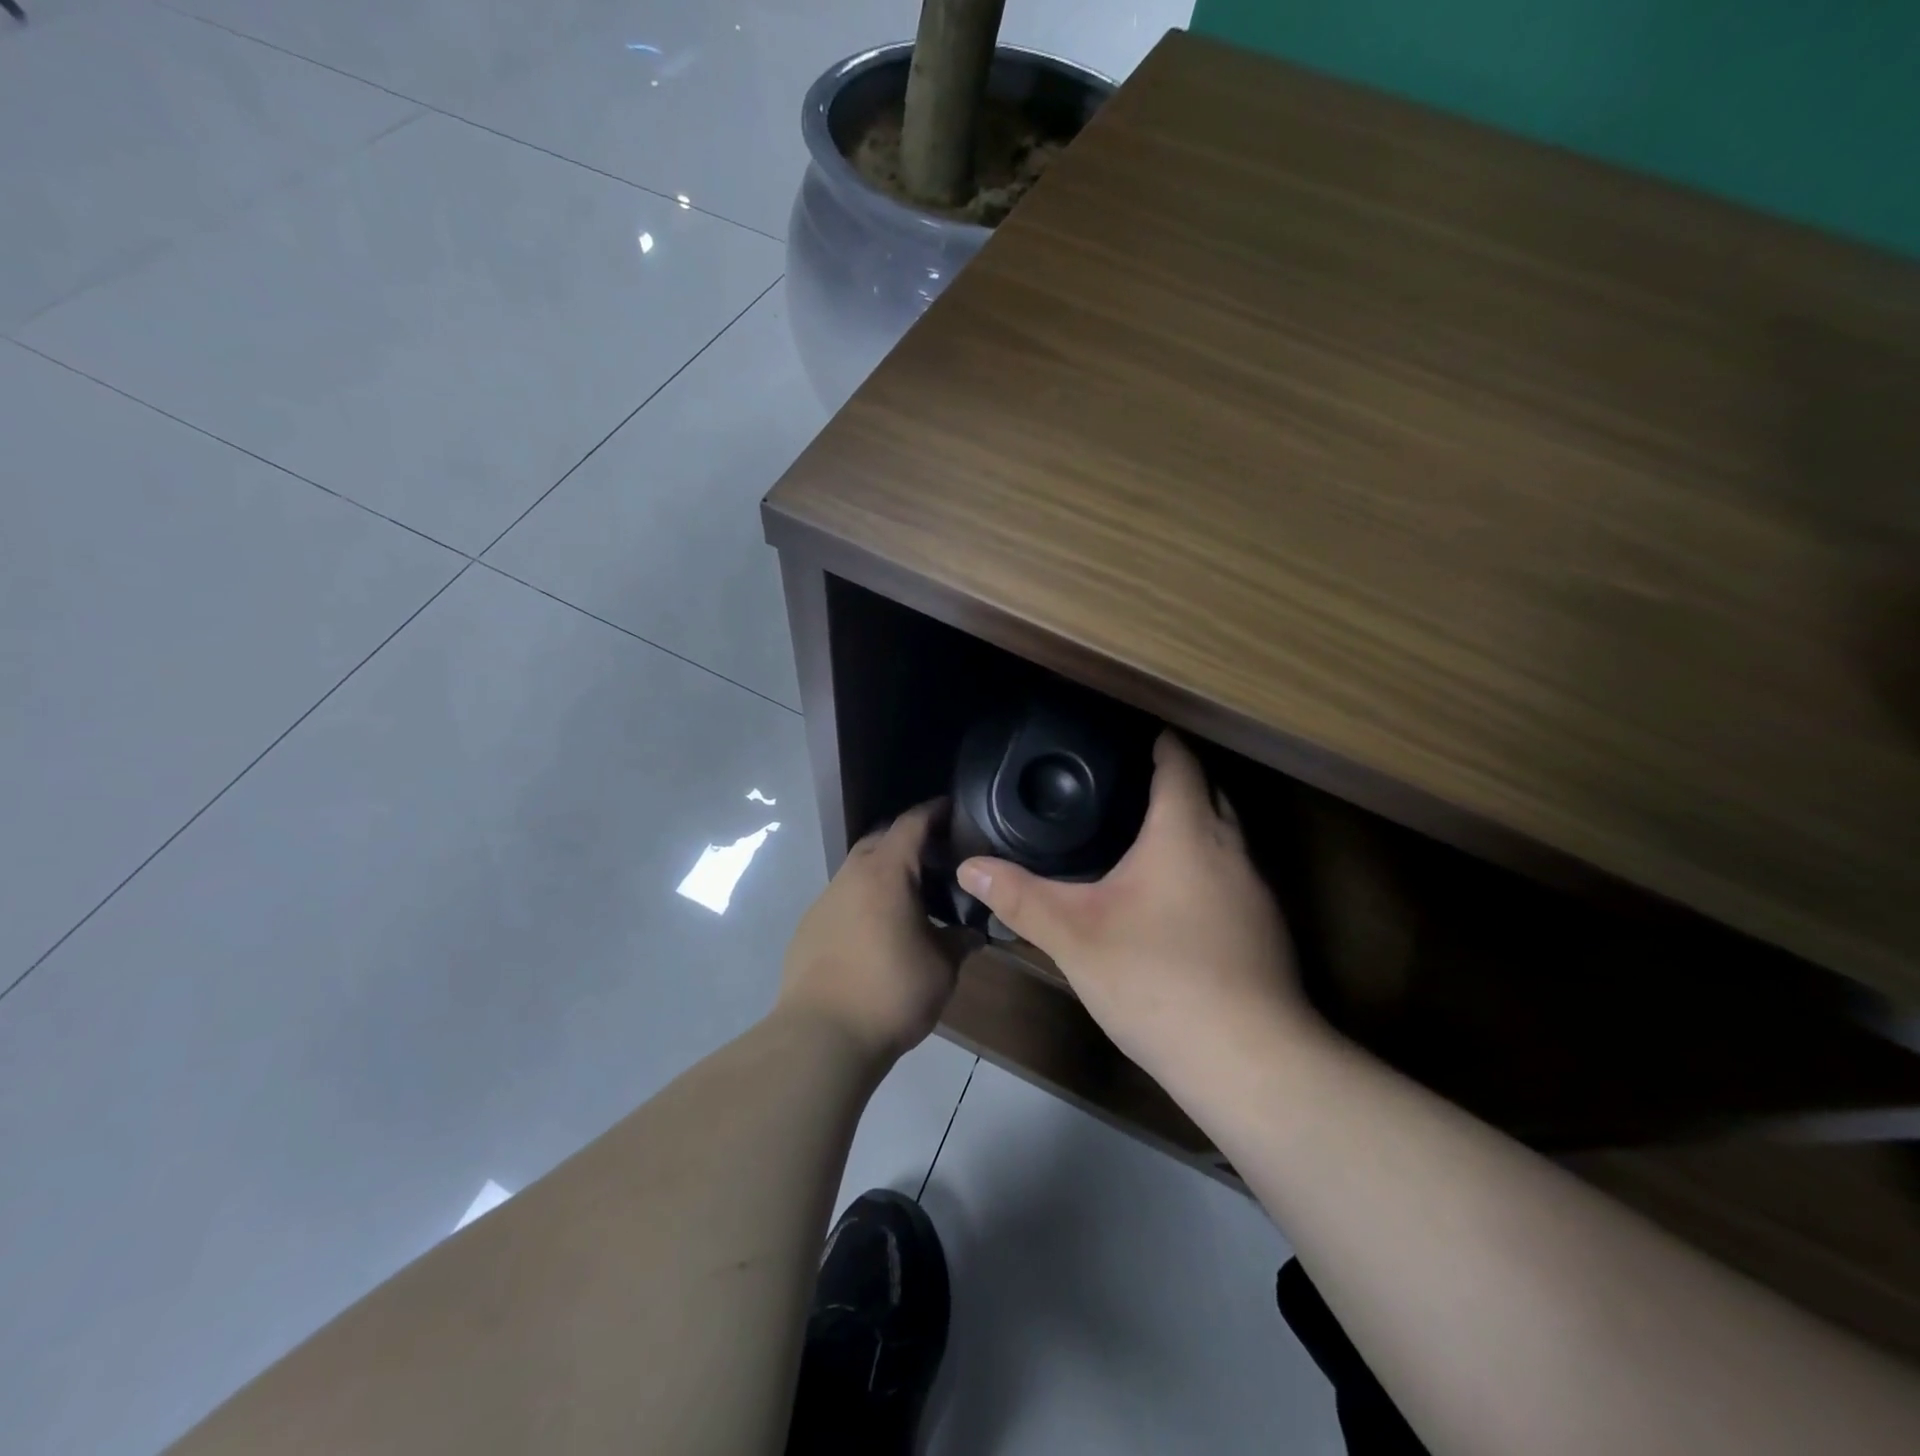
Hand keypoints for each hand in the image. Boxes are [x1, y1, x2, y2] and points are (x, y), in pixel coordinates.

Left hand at [780, 801, 958, 1065]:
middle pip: (880, 840)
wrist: (822, 1036)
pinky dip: (863, 900)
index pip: (911, 824)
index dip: (934, 811)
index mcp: (885, 873)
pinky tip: (877, 929)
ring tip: (910, 896)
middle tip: (936, 857)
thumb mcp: (942, 967)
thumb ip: (961, 940)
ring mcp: (824, 900)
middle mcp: (851, 876)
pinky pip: (842, 899)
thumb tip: (976, 931)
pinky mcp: (808, 927)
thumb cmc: (891, 992)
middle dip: (906, 840)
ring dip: (882, 872)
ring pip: (858, 870)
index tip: (953, 808)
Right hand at [956, 732, 1313, 1089]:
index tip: (1131, 733)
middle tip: (1126, 781)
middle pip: (1210, 791)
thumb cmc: (1157, 979)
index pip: (1179, 762)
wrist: (1247, 1060)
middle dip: (1176, 779)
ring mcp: (1256, 890)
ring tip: (1146, 831)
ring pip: (1226, 835)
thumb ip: (1020, 898)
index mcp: (1187, 832)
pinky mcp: (1266, 928)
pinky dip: (1206, 864)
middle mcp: (1231, 849)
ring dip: (1195, 822)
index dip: (1159, 741)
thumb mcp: (1074, 937)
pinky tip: (1176, 896)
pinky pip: (1233, 873)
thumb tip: (968, 867)